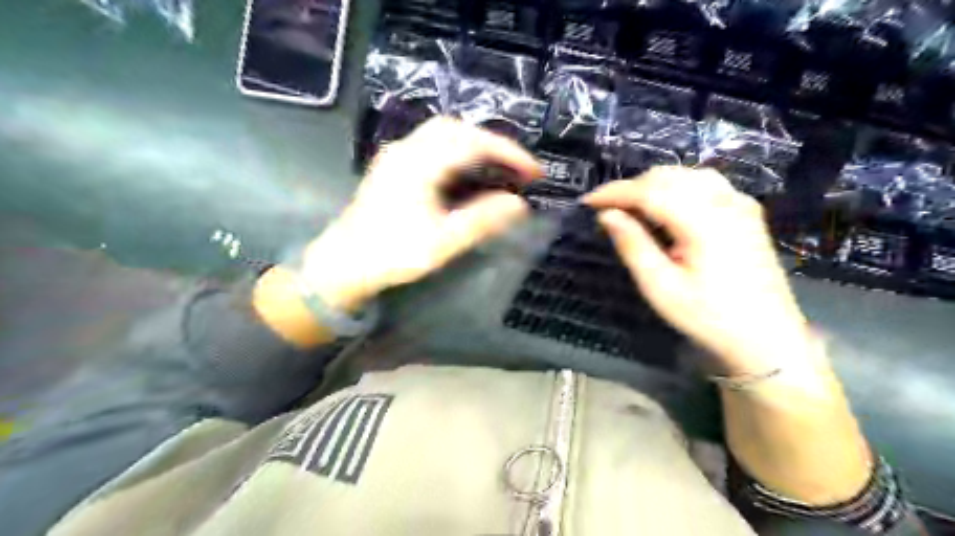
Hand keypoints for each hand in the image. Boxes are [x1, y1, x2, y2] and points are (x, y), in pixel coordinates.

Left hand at [300, 118, 534, 309]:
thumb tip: (519, 205)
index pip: (473, 142)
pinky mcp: (392, 166)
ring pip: (442, 134)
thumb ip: (481, 221)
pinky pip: (431, 145)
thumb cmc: (392, 254)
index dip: (508, 152)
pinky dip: (457, 151)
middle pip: (457, 128)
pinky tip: (466, 172)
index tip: (534, 171)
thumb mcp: (442, 243)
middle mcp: (406, 150)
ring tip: (498, 168)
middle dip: (492, 143)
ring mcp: (396, 156)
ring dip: (474, 144)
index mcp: (419, 164)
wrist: (342, 265)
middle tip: (517, 168)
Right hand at [586, 167, 816, 376]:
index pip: (649, 191)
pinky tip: (666, 207)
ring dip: (654, 185)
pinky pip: (705, 183)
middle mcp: (724, 201)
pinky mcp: (746, 211)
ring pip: (687, 175)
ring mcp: (740, 203)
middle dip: (632, 187)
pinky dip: (677, 187)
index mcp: (703, 221)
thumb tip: (607, 215)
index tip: (588, 202)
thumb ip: (633, 246)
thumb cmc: (708, 317)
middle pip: (668, 176)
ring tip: (631, 207)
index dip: (615, 192)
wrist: (766, 337)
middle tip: (607, 210)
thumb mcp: (661, 287)